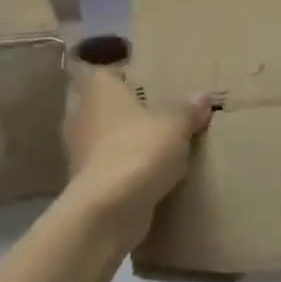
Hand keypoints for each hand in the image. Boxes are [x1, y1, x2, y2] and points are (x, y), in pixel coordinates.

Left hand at [61, 64, 211, 234]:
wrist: (107, 210)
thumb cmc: (138, 150)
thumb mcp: (174, 125)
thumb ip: (187, 109)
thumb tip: (202, 96)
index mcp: (97, 88)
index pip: (104, 70)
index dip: (124, 73)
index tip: (148, 79)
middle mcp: (81, 114)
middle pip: (103, 104)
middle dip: (126, 108)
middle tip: (157, 110)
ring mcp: (79, 149)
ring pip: (104, 135)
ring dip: (124, 139)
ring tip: (156, 141)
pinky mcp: (85, 180)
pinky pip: (108, 164)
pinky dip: (124, 166)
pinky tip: (148, 172)